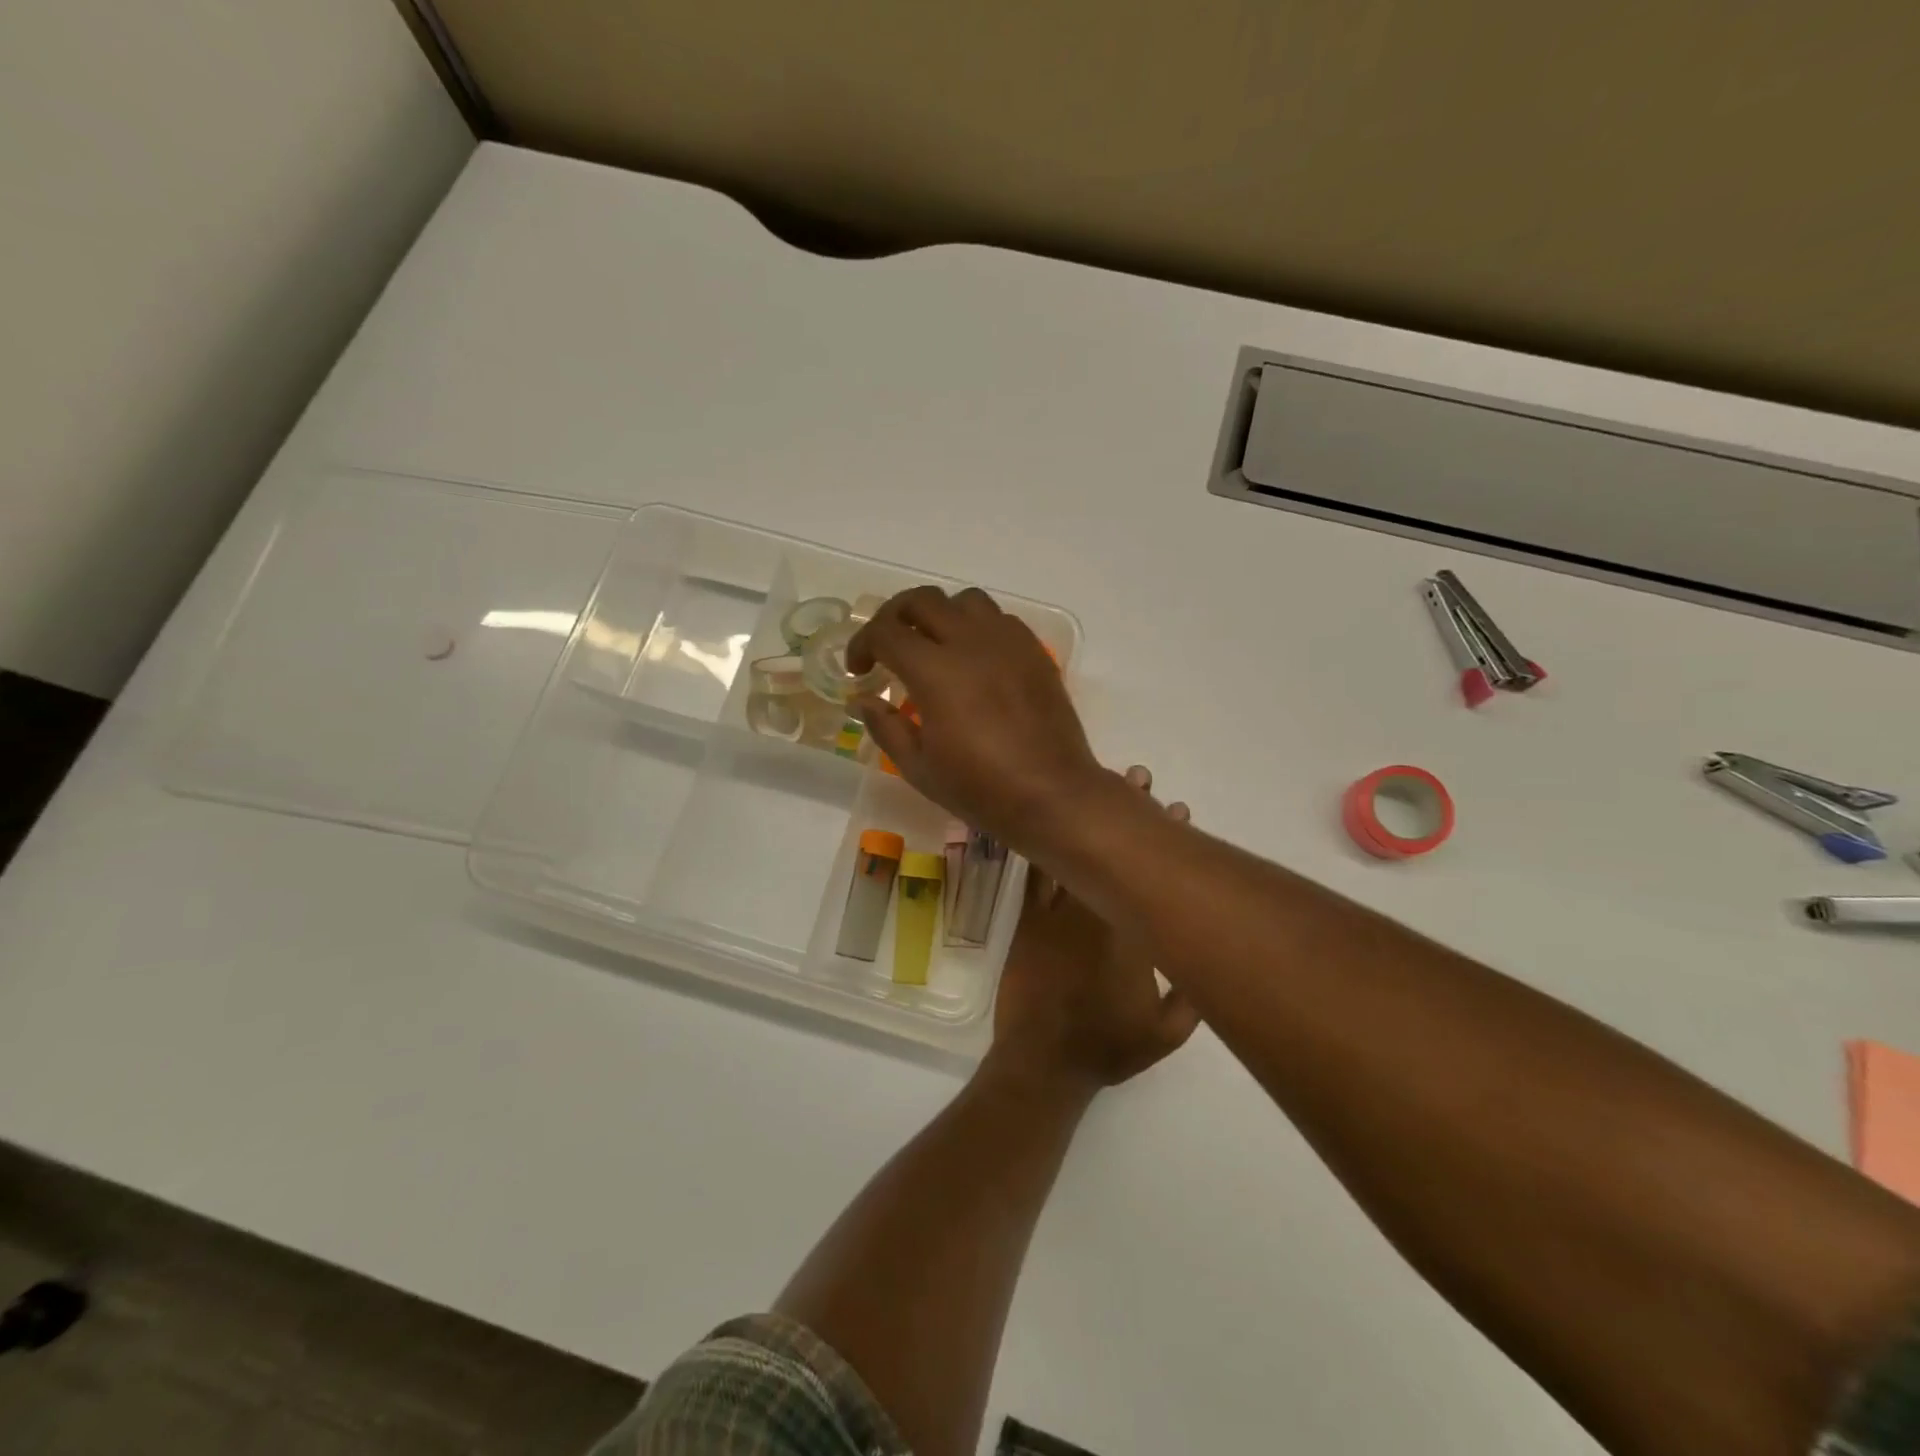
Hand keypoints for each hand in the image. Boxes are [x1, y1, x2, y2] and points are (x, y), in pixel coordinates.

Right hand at [849, 586, 1110, 849]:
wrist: (1052, 795)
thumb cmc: (980, 789)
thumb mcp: (918, 768)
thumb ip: (885, 726)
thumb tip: (864, 699)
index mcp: (935, 671)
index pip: (885, 632)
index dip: (862, 644)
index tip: (860, 670)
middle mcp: (970, 643)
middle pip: (922, 600)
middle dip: (894, 616)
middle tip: (888, 645)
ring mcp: (1008, 643)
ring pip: (965, 601)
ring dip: (939, 615)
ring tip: (934, 646)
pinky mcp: (1035, 652)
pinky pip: (1000, 619)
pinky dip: (976, 627)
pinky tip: (974, 660)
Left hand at [988, 766, 1200, 1090]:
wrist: (1042, 1061)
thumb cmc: (1107, 1048)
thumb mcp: (1166, 1035)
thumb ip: (1193, 995)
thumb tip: (1210, 959)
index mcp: (1131, 939)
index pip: (1149, 880)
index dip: (1163, 844)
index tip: (1177, 812)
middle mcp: (1094, 917)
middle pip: (1113, 857)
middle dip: (1130, 816)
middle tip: (1141, 778)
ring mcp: (1056, 916)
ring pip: (1075, 856)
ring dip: (1088, 821)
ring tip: (1100, 784)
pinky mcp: (1028, 922)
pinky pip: (1036, 876)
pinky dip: (1042, 847)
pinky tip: (1047, 819)